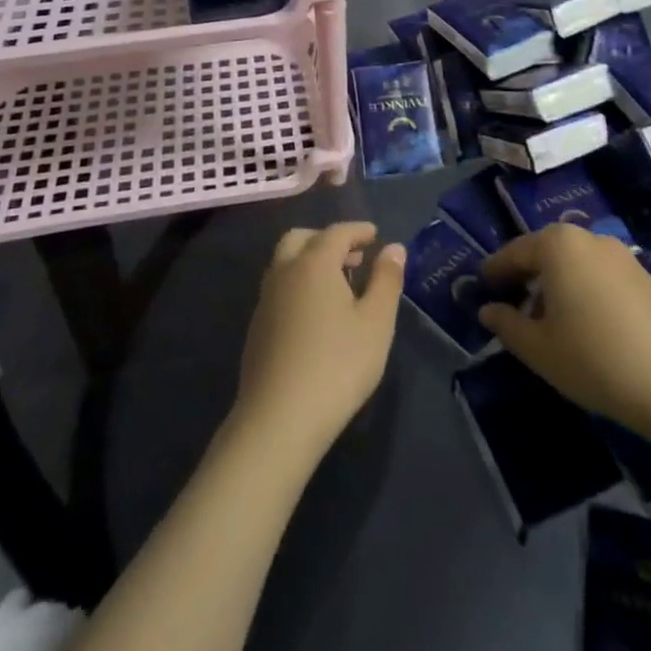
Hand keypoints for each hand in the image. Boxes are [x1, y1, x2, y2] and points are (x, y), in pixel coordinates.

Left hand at [232, 222, 404, 463]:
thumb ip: (386, 280)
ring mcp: (265, 300)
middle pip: (302, 238)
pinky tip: (316, 313)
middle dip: (328, 239)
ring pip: (286, 262)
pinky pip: (279, 288)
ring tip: (339, 284)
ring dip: (310, 261)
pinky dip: (299, 283)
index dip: (357, 230)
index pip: (336, 232)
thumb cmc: (337, 365)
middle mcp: (284, 272)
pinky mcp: (257, 327)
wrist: (279, 419)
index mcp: (313, 263)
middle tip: (354, 256)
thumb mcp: (376, 323)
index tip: (374, 234)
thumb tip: (393, 248)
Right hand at [479, 226, 650, 485]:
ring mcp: (621, 254)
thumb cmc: (595, 360)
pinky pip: (599, 273)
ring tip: (547, 320)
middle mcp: (588, 237)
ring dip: (556, 284)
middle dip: (526, 276)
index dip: (494, 272)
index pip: (514, 252)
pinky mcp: (645, 274)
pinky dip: (583, 289)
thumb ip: (506, 325)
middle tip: (511, 305)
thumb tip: (487, 310)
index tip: (481, 288)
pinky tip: (584, 323)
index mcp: (557, 245)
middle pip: (545, 252)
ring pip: (574, 262)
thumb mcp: (539, 349)